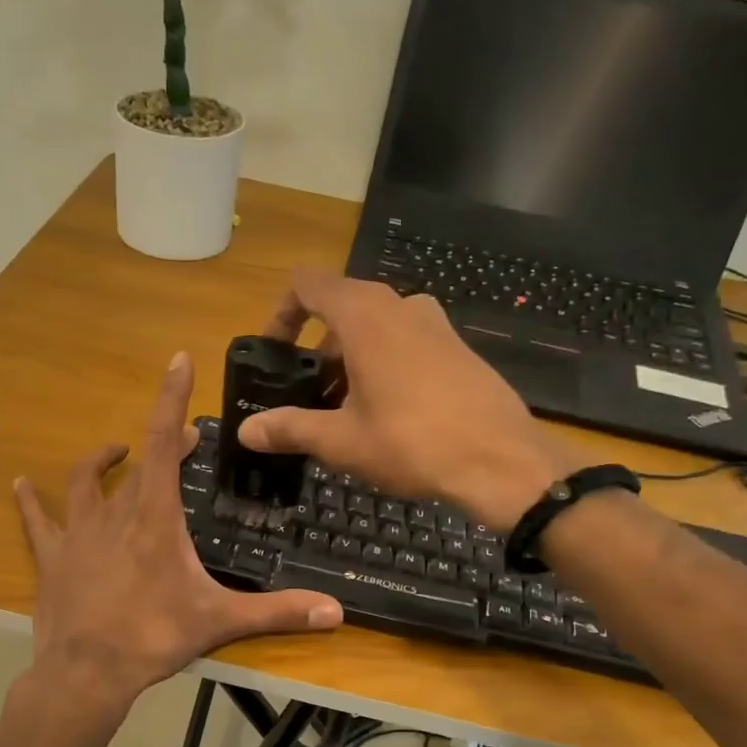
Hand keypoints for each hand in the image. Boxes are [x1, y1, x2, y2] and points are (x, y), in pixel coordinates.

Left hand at [14, 353, 343, 711]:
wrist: (86, 673)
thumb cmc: (154, 638)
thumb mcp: (220, 622)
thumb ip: (278, 612)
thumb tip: (337, 613)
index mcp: (156, 518)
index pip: (165, 444)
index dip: (171, 399)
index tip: (178, 360)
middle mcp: (115, 514)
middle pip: (139, 463)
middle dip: (164, 444)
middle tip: (185, 440)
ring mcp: (78, 534)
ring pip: (86, 483)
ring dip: (102, 462)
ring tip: (116, 452)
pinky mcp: (52, 558)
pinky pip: (37, 521)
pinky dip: (30, 501)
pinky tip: (21, 485)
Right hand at [238, 272, 584, 530]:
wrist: (500, 460)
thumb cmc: (411, 443)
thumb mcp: (341, 441)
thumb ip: (290, 429)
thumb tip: (246, 431)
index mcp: (364, 315)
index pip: (307, 285)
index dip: (281, 313)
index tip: (273, 353)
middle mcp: (400, 305)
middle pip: (342, 309)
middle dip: (317, 350)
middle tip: (309, 396)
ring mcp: (436, 324)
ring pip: (377, 328)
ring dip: (351, 360)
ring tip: (345, 411)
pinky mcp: (459, 348)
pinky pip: (408, 343)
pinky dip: (385, 365)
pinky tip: (389, 415)